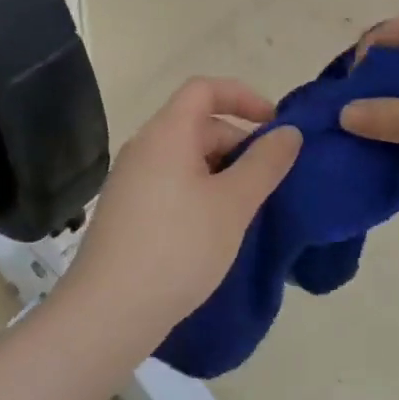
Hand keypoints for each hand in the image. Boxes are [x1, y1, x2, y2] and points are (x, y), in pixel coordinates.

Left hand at [67, 77, 301, 333]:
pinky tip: (217, 229)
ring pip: (186, 158)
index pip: (204, 88)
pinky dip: (201, 192)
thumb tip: (289, 132)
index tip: (275, 126)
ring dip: (223, 172)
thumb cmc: (178, 248)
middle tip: (271, 181)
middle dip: (239, 144)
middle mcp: (144, 147)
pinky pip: (172, 184)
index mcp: (166, 133)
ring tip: (249, 208)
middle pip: (197, 124)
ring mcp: (131, 180)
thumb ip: (265, 163)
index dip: (244, 96)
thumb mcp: (233, 204)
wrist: (110, 311)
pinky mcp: (127, 211)